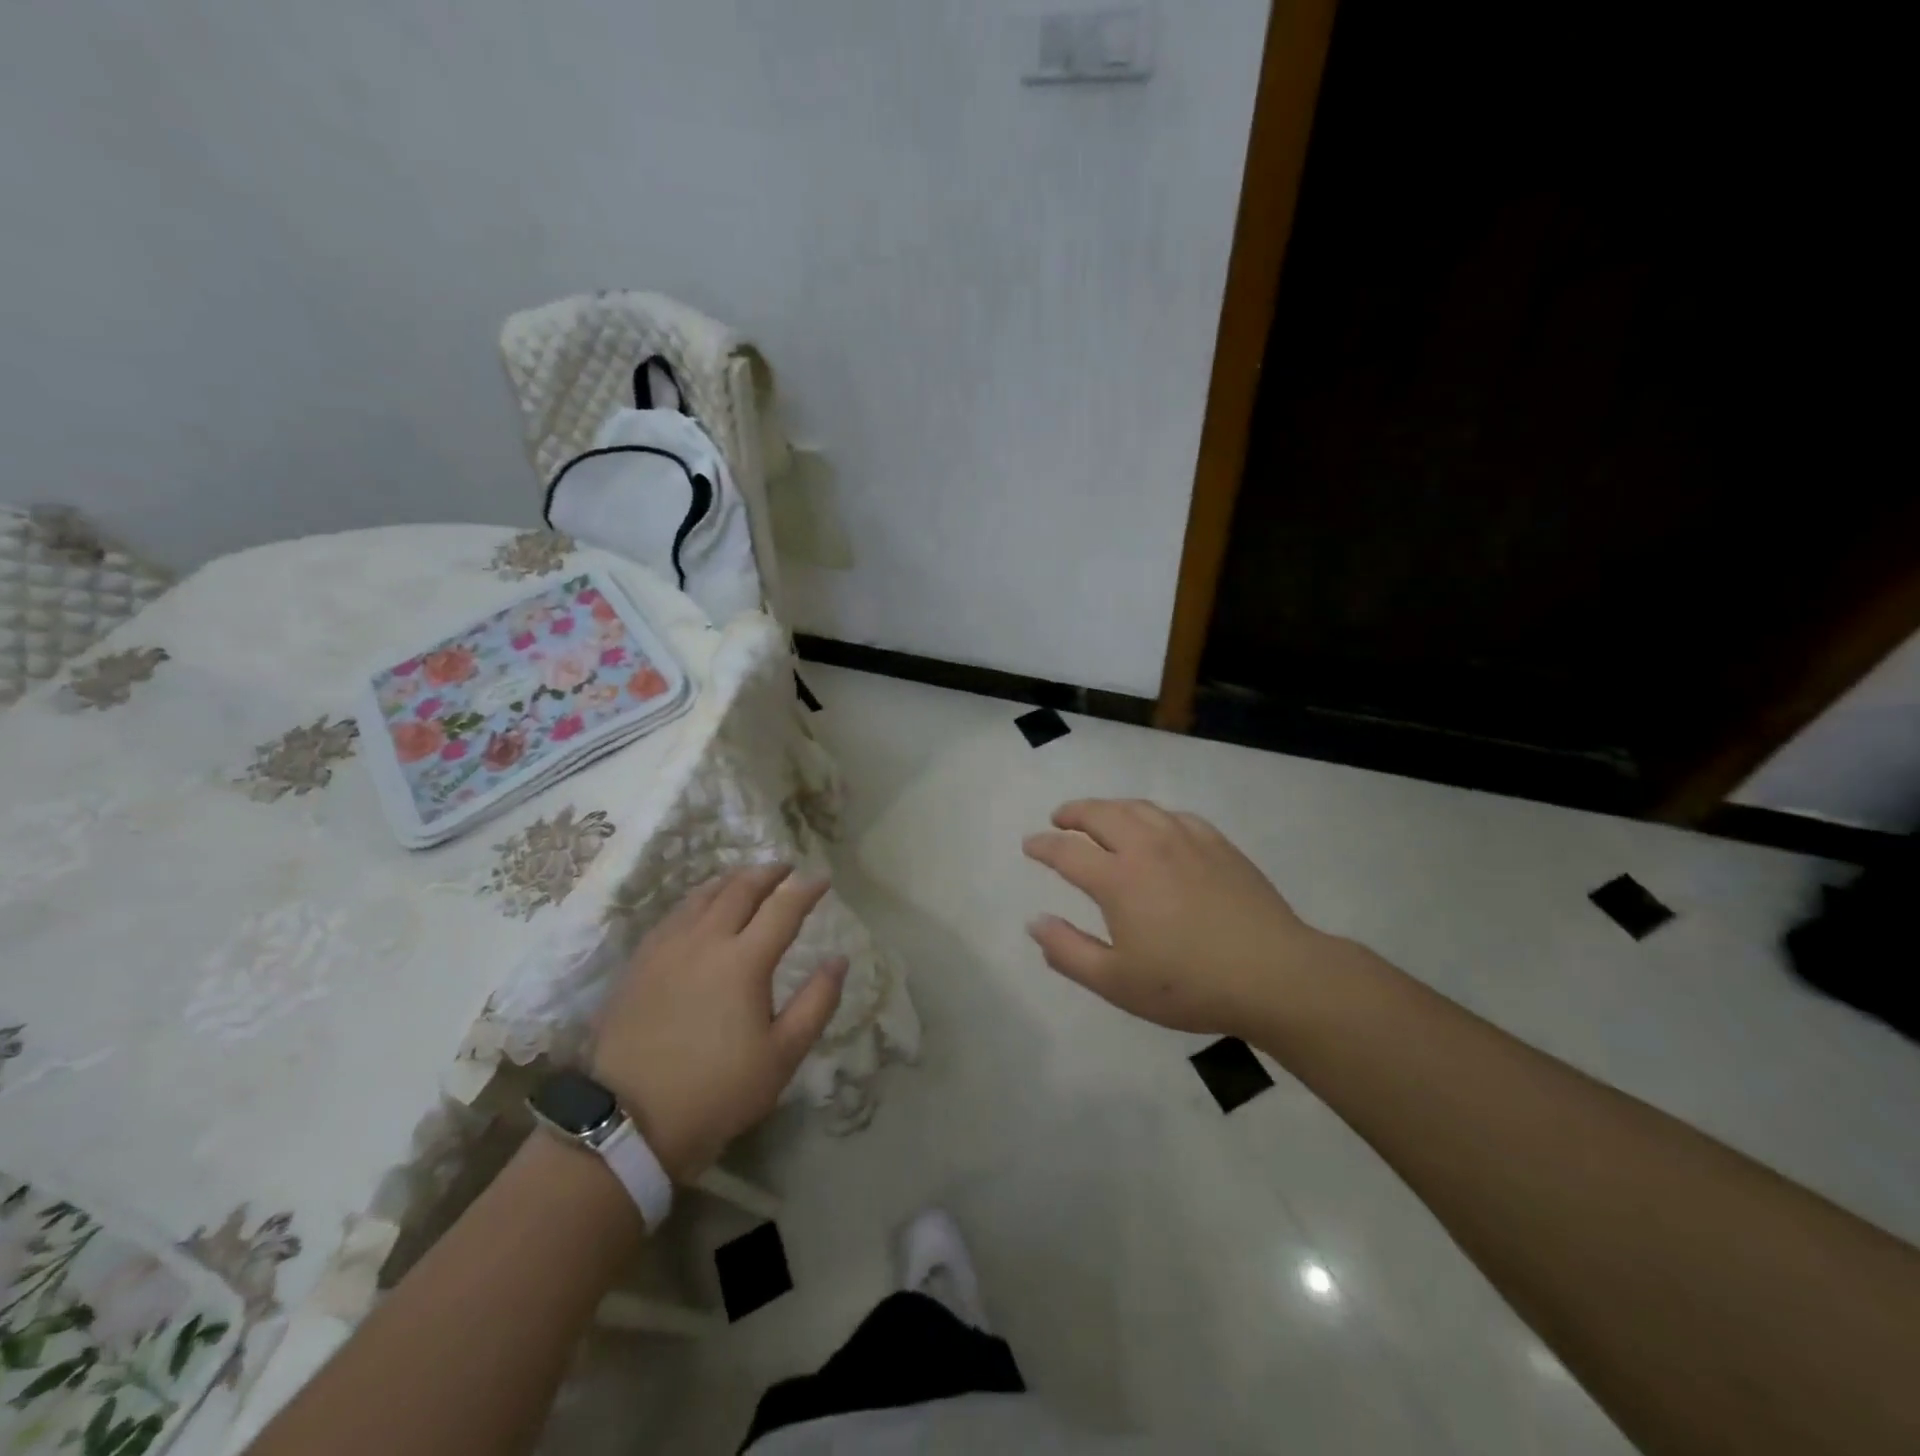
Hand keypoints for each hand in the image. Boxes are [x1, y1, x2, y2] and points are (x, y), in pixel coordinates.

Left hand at [590, 865, 846, 1181]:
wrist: (629, 1120)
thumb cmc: (717, 1091)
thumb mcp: (782, 1056)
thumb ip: (816, 1003)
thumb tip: (839, 959)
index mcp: (744, 961)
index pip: (783, 908)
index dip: (806, 889)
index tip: (823, 879)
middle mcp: (706, 940)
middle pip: (740, 890)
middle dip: (768, 873)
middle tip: (785, 868)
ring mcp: (667, 948)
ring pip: (703, 896)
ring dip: (731, 881)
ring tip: (746, 879)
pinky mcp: (640, 962)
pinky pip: (674, 914)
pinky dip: (698, 899)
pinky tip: (700, 908)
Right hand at [1022, 799, 1328, 1036]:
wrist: (1274, 975)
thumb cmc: (1188, 984)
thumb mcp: (1116, 982)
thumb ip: (1068, 951)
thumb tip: (1035, 922)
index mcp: (1117, 879)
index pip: (1067, 851)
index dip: (1043, 846)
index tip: (1030, 845)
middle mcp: (1147, 847)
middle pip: (1100, 814)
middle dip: (1073, 813)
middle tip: (1059, 819)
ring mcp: (1186, 840)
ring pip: (1138, 807)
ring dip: (1110, 807)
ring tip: (1100, 816)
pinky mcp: (1218, 844)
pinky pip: (1175, 816)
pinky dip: (1152, 815)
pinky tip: (1156, 828)